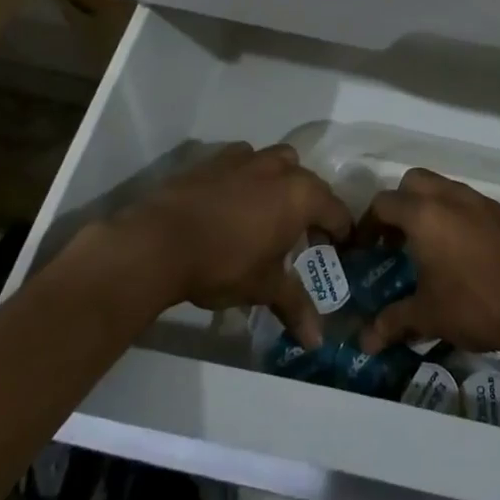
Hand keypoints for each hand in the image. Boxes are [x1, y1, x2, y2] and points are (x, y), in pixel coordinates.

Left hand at [120, 143, 350, 346]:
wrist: (157, 243)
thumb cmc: (223, 265)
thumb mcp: (264, 288)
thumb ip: (295, 306)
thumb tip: (317, 341)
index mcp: (301, 196)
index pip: (337, 212)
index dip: (342, 233)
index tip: (340, 251)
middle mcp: (280, 169)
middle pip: (311, 184)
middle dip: (313, 208)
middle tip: (304, 237)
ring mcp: (246, 158)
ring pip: (279, 162)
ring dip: (283, 181)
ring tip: (270, 211)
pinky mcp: (214, 158)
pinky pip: (244, 160)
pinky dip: (248, 175)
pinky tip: (234, 200)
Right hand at [358, 168, 499, 357]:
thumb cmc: (475, 305)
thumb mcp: (428, 316)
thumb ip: (392, 322)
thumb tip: (365, 342)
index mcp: (425, 215)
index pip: (384, 203)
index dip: (368, 224)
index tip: (366, 249)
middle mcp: (452, 198)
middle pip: (414, 181)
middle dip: (401, 204)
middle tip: (398, 240)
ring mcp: (483, 202)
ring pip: (447, 189)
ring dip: (433, 208)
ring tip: (433, 248)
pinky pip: (475, 205)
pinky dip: (462, 218)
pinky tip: (468, 255)